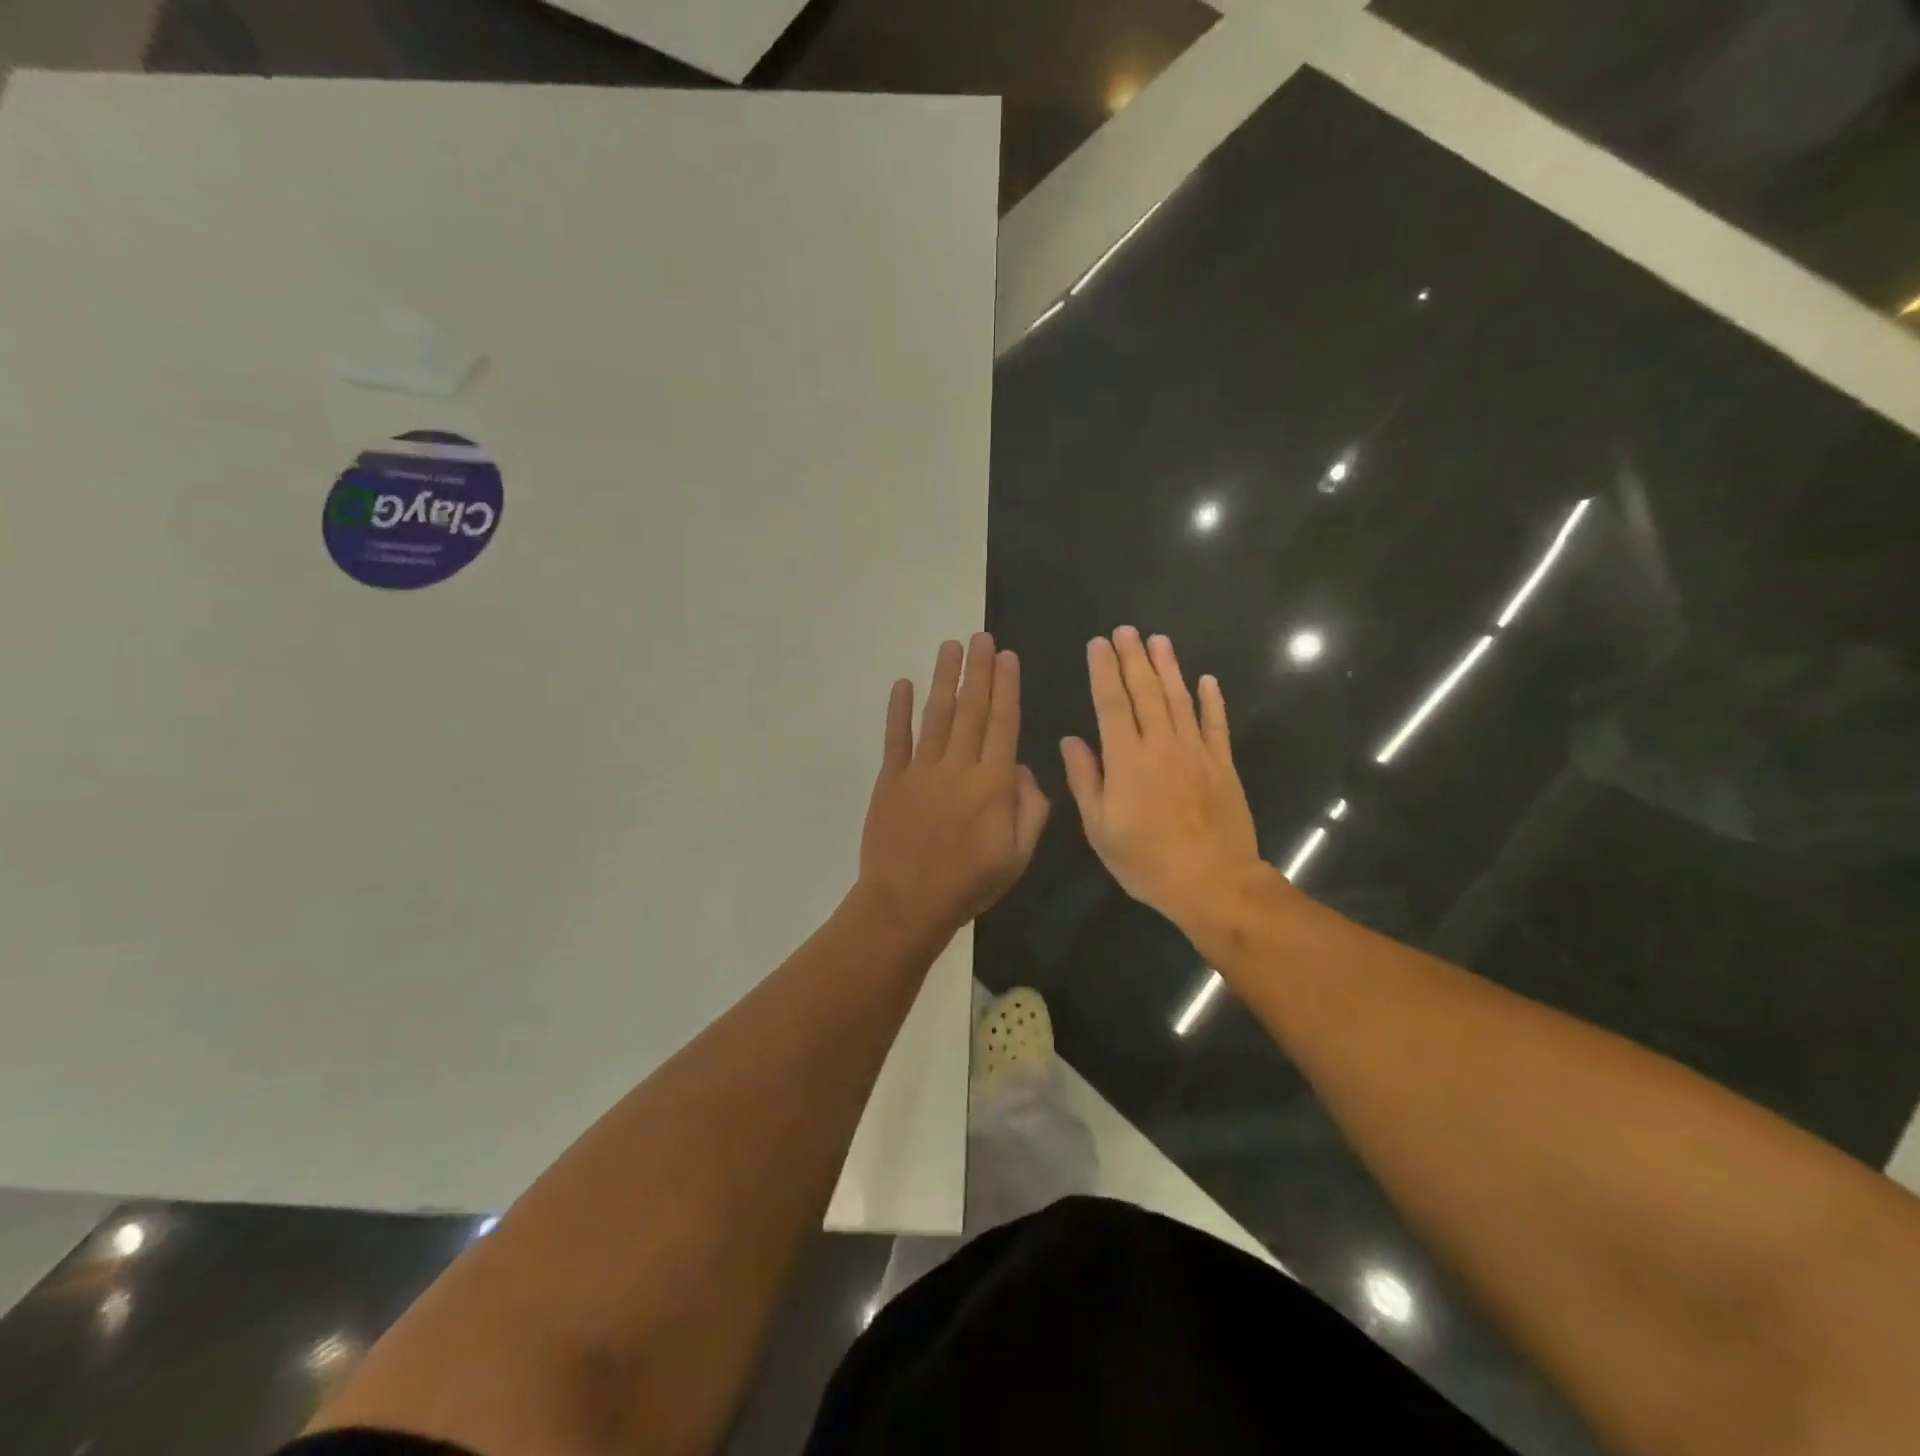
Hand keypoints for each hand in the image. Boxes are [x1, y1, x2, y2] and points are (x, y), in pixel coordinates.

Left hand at [858, 633, 1050, 942]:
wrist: (907, 903)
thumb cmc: (969, 884)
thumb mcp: (1018, 856)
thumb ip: (1031, 809)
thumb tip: (1023, 768)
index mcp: (993, 783)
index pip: (1003, 723)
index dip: (1006, 687)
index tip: (1007, 656)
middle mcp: (958, 766)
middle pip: (971, 709)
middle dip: (978, 670)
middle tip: (981, 636)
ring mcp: (920, 770)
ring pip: (936, 714)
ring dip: (944, 678)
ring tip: (950, 646)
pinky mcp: (890, 780)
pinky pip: (896, 738)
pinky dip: (898, 710)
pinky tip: (902, 684)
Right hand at [1061, 627, 1272, 934]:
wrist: (1212, 880)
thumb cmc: (1146, 860)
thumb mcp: (1100, 828)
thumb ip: (1085, 779)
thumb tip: (1071, 740)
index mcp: (1126, 759)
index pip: (1111, 703)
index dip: (1103, 671)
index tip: (1097, 644)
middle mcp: (1161, 744)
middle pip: (1146, 691)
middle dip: (1133, 658)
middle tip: (1126, 630)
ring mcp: (1196, 752)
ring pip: (1180, 699)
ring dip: (1168, 667)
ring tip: (1158, 640)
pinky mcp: (1222, 764)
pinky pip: (1216, 724)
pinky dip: (1212, 700)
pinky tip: (1207, 679)